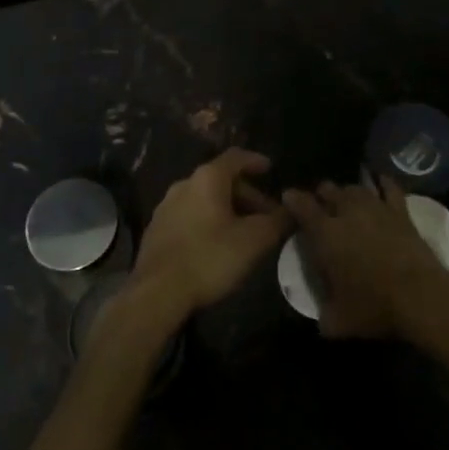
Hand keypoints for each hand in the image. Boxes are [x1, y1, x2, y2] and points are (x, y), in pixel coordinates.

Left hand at [132, 149, 292, 321]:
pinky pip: (190, 215)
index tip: (270, 169)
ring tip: (244, 232)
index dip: (256, 161)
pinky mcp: (157, 229)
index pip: (236, 157)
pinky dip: (209, 221)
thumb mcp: (253, 240)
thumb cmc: (210, 257)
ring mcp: (166, 206)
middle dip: (247, 195)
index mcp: (207, 178)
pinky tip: (217, 245)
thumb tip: (291, 209)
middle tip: (266, 216)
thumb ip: (276, 221)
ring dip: (228, 210)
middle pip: (221, 180)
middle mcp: (184, 184)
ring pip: (205, 199)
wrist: (157, 292)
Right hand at [282, 176, 448, 338]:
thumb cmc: (374, 307)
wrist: (420, 297)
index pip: (302, 206)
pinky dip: (382, 182)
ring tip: (345, 198)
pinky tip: (379, 181)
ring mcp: (375, 207)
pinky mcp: (400, 211)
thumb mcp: (338, 321)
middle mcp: (347, 212)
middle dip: (321, 195)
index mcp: (325, 233)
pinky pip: (389, 188)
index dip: (292, 199)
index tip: (288, 196)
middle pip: (328, 190)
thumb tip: (321, 318)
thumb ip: (324, 314)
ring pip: (355, 188)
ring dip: (346, 192)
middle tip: (319, 205)